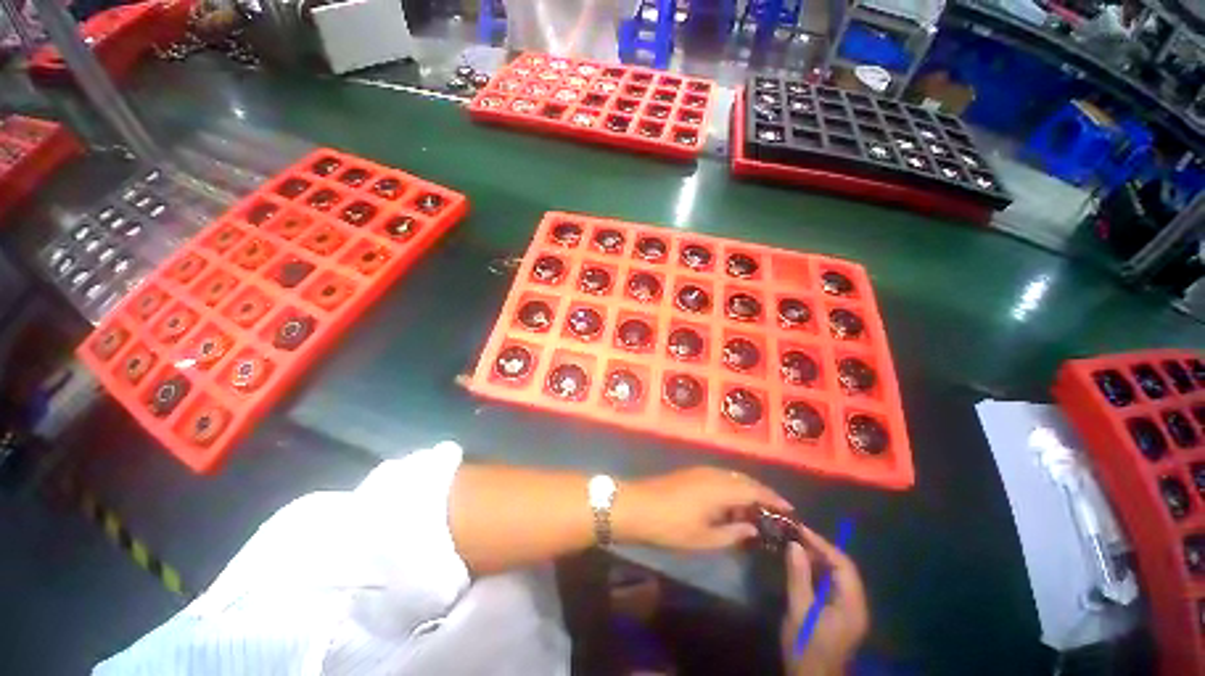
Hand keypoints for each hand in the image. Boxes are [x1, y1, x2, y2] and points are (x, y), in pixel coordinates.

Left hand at [613, 467, 790, 550]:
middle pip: (744, 480)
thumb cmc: (670, 526)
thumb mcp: (704, 538)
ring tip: (755, 511)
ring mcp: (700, 471)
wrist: (637, 506)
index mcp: (720, 489)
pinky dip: (731, 488)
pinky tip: (730, 504)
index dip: (773, 499)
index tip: (790, 510)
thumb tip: (752, 528)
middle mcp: (713, 474)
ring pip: (731, 477)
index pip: (754, 491)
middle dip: (762, 493)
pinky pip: (719, 477)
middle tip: (775, 511)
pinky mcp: (690, 473)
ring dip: (746, 490)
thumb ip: (732, 533)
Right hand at [781, 524, 868, 675]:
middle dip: (821, 549)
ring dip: (819, 559)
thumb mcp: (799, 610)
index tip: (801, 530)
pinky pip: (832, 585)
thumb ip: (799, 576)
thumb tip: (795, 544)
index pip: (844, 566)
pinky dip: (818, 571)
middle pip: (843, 569)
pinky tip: (801, 565)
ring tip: (796, 544)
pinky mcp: (840, 615)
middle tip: (796, 534)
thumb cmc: (805, 646)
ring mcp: (849, 611)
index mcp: (852, 606)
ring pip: (838, 576)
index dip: (823, 545)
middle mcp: (856, 605)